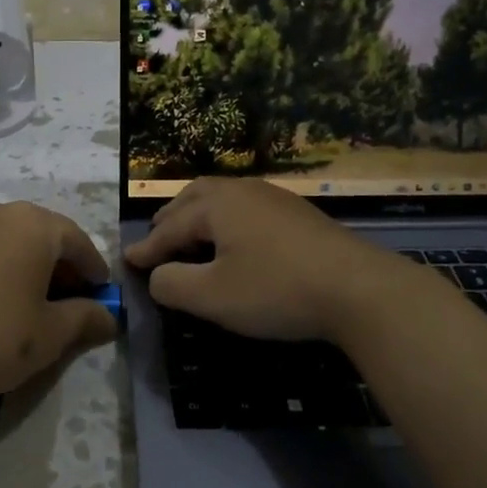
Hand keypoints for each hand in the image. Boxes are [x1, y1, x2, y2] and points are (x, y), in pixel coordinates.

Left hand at [0, 201, 116, 397]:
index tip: (102, 292)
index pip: (76, 240)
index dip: (93, 267)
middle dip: (61, 260)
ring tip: (34, 293)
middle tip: (72, 294)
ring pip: (10, 235)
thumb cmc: (2, 338)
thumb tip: (111, 317)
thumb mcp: (54, 332)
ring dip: (28, 258)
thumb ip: (87, 316)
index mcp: (34, 225)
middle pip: (43, 231)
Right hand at [123, 178, 412, 340]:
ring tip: (192, 237)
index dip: (147, 249)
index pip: (170, 227)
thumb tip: (157, 275)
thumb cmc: (276, 290)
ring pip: (223, 198)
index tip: (128, 262)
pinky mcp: (298, 214)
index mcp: (217, 205)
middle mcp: (243, 191)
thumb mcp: (213, 296)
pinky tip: (237, 242)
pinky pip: (247, 209)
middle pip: (195, 197)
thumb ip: (172, 284)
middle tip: (158, 241)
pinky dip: (227, 221)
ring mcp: (274, 198)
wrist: (358, 289)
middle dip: (171, 220)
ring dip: (200, 216)